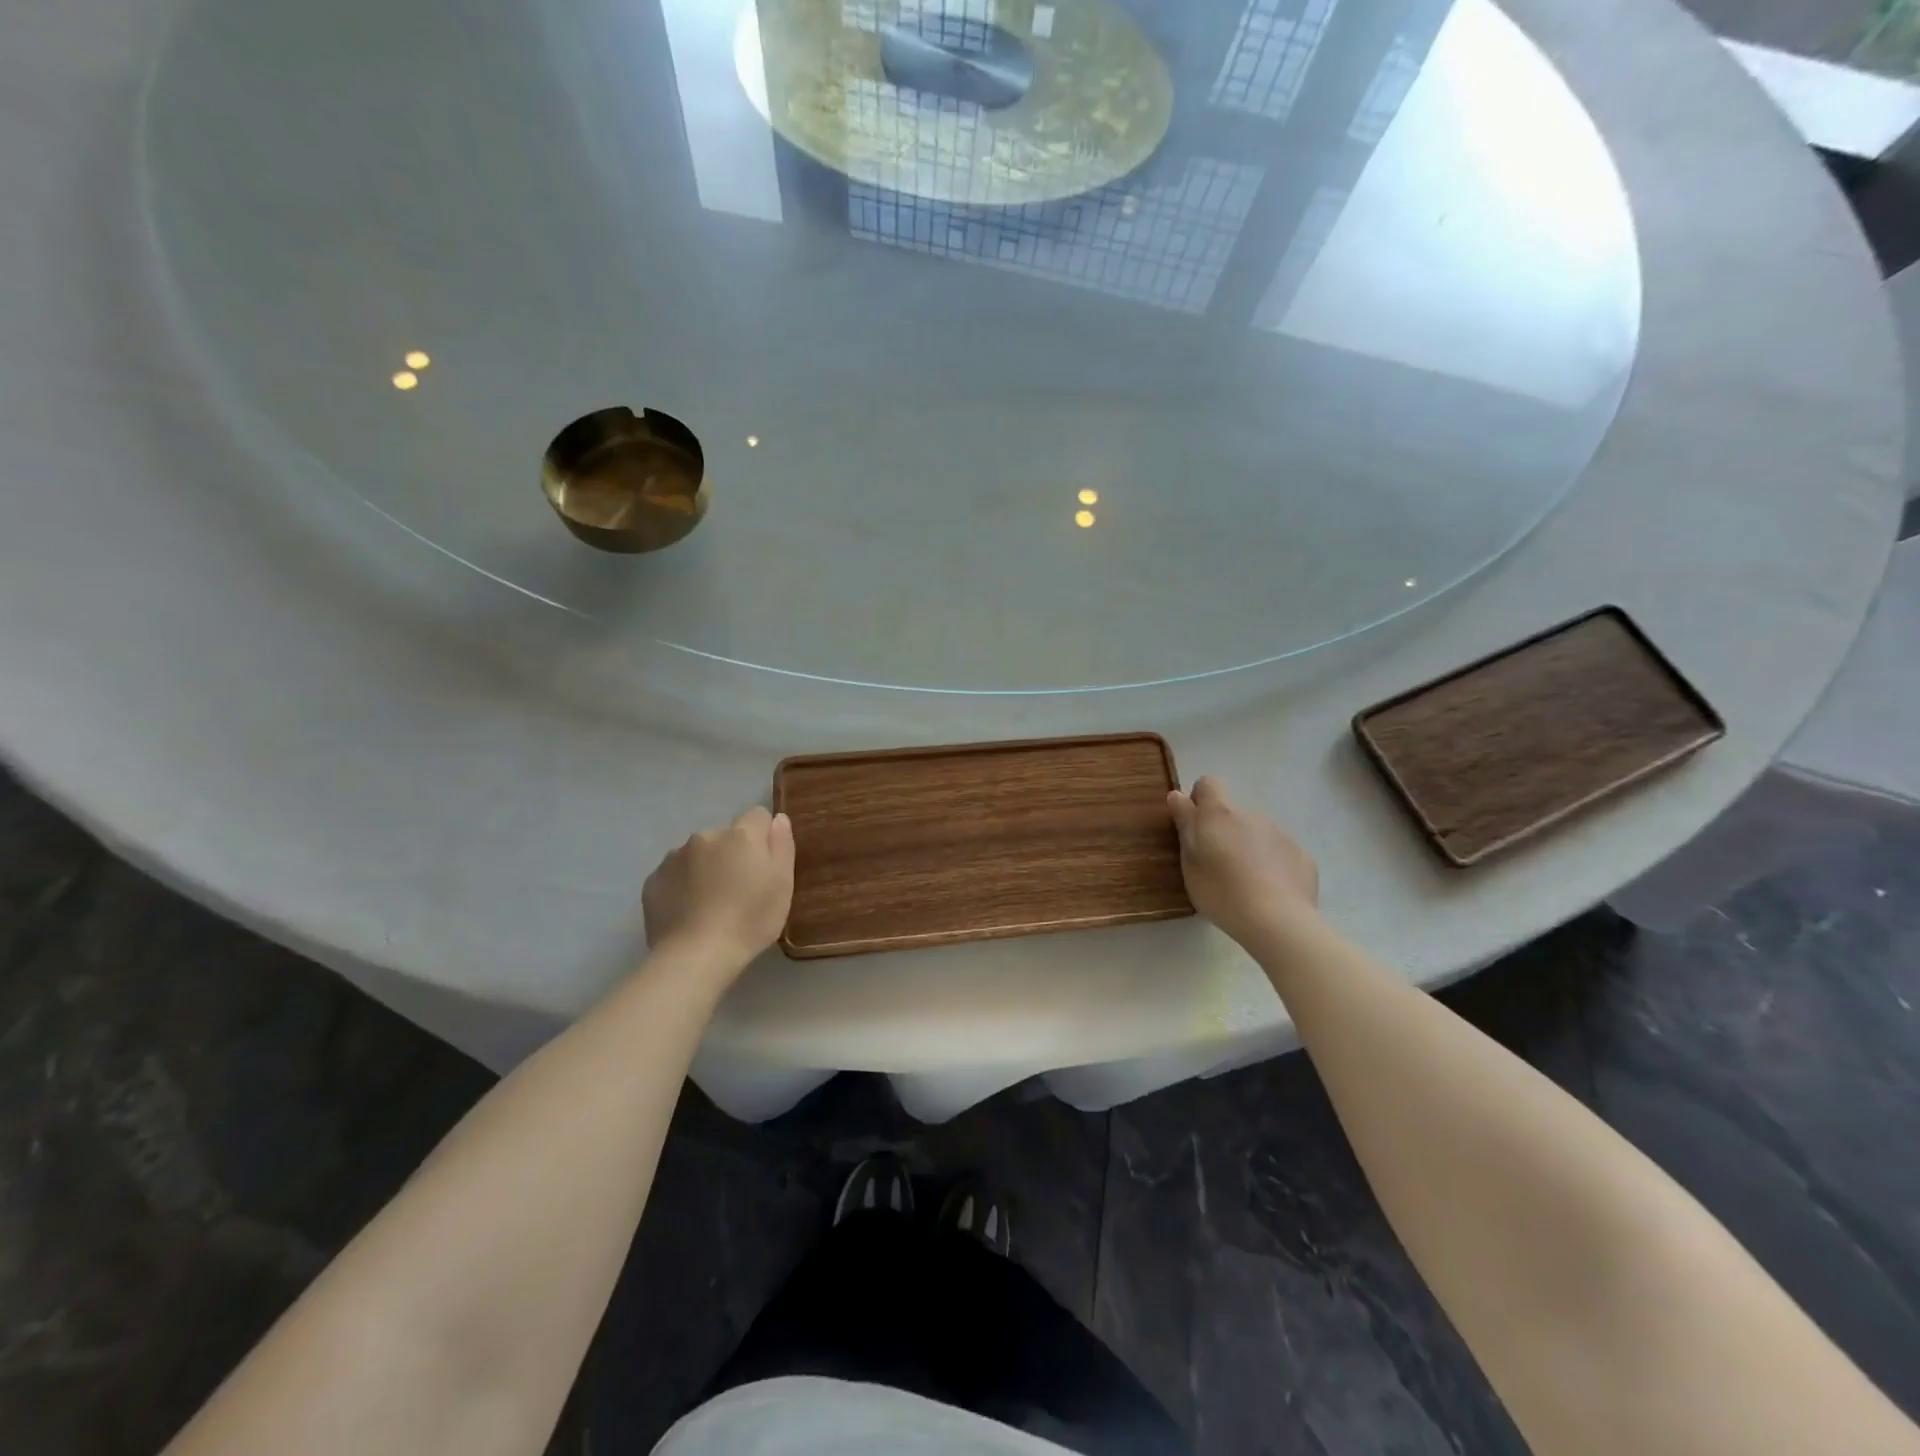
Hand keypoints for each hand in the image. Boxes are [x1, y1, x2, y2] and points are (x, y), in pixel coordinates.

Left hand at [642, 806, 795, 967]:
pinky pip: (675, 874)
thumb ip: (782, 845)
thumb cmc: (749, 920)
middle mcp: (705, 836)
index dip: (763, 838)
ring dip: (706, 868)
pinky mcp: (653, 880)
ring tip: (710, 904)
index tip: (764, 866)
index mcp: (740, 835)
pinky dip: (683, 885)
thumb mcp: (783, 884)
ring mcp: (674, 857)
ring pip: (698, 854)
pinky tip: (689, 912)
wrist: (695, 956)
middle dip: (732, 854)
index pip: (757, 816)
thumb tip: (778, 818)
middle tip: (739, 890)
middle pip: (726, 836)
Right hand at [1167, 776, 1317, 946]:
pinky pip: (1280, 852)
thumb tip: (1177, 795)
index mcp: (1220, 814)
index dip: (1199, 799)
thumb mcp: (1190, 861)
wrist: (1278, 921)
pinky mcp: (1301, 855)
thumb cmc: (1222, 891)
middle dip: (1224, 831)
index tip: (1194, 825)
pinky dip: (1272, 865)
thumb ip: (1185, 825)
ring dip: (1248, 848)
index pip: (1208, 784)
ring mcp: (1280, 834)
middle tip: (1217, 865)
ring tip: (1245, 884)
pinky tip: (1269, 892)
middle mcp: (1252, 815)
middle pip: (1233, 813)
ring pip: (1257, 833)